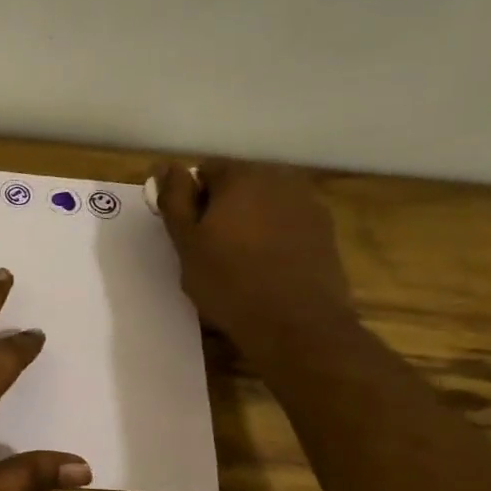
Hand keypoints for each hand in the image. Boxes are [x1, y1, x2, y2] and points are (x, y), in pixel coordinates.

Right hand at [151, 159, 354, 347]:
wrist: (296, 324)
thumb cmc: (228, 281)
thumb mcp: (186, 242)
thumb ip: (174, 199)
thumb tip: (166, 166)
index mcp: (240, 177)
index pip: (204, 171)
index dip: (190, 199)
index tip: (187, 231)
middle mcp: (278, 179)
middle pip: (237, 184)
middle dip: (221, 207)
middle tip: (208, 248)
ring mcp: (307, 204)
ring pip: (264, 204)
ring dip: (248, 221)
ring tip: (239, 259)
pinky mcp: (325, 231)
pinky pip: (287, 223)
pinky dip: (273, 236)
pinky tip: (267, 267)